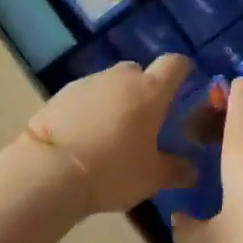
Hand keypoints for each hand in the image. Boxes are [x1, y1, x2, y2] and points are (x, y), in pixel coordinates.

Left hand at [21, 54, 196, 216]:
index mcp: (150, 90)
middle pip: (139, 72)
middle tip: (146, 120)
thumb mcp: (152, 178)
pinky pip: (85, 97)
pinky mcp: (60, 94)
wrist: (49, 171)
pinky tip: (85, 136)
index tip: (186, 83)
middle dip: (145, 90)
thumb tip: (192, 170)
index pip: (175, 64)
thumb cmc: (112, 170)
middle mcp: (120, 78)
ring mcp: (87, 83)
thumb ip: (176, 170)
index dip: (183, 70)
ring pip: (110, 84)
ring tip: (112, 133)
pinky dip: (90, 110)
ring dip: (115, 100)